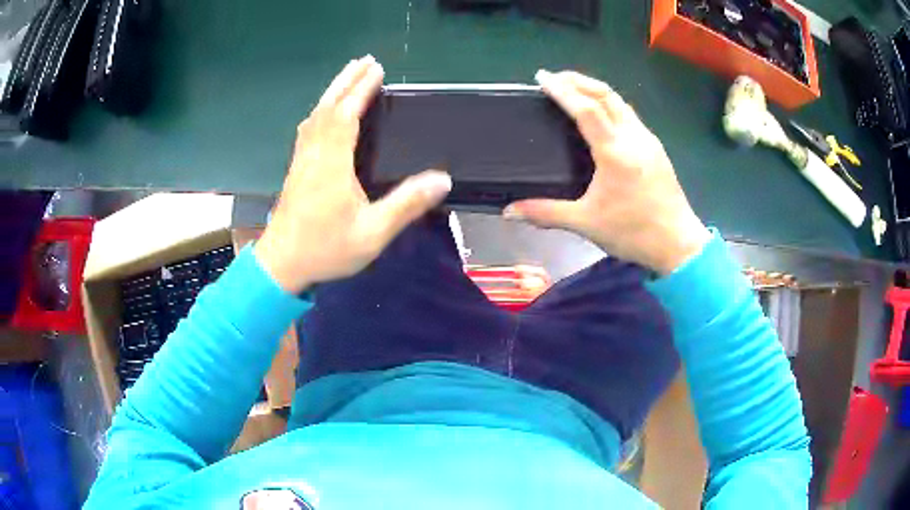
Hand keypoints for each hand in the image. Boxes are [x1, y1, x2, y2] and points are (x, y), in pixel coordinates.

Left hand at [255, 56, 451, 292]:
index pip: (346, 114)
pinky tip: (323, 114)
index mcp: (332, 162)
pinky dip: (320, 112)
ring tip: (347, 77)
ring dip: (332, 93)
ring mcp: (302, 161)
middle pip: (328, 107)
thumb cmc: (326, 249)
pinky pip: (308, 130)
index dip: (361, 89)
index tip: (377, 70)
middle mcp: (314, 154)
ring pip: (315, 116)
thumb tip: (443, 179)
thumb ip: (407, 205)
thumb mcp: (373, 232)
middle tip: (364, 61)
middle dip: (346, 81)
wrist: (281, 265)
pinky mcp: (296, 170)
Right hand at [504, 70, 709, 274]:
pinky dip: (611, 105)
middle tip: (555, 77)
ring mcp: (648, 141)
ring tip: (575, 90)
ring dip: (596, 90)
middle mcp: (634, 137)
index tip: (542, 77)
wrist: (679, 244)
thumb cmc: (634, 232)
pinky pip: (630, 116)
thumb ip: (546, 213)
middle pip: (606, 95)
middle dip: (579, 81)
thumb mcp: (587, 223)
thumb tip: (509, 211)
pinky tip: (602, 116)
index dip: (562, 90)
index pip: (586, 109)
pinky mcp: (656, 149)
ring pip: (621, 103)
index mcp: (615, 152)